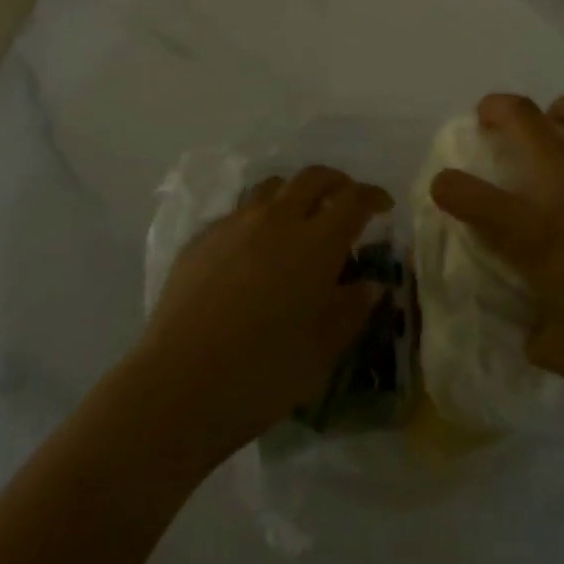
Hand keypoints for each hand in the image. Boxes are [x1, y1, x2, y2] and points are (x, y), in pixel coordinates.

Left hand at [132, 166, 389, 459]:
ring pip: (272, 187)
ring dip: (295, 193)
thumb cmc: (264, 372)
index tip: (383, 207)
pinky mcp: (202, 238)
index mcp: (316, 242)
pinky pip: (239, 213)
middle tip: (346, 202)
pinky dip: (258, 218)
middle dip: (336, 183)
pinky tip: (254, 251)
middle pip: (312, 178)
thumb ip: (351, 309)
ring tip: (299, 218)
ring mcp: (235, 224)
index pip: (353, 200)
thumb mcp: (323, 349)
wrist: (180, 385)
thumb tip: (370, 285)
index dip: (372, 197)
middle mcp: (277, 219)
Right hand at [431, 94, 563, 415]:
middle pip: (524, 117)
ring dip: (556, 111)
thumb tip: (527, 313)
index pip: (472, 196)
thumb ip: (529, 323)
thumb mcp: (555, 349)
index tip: (443, 188)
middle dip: (495, 108)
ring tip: (550, 131)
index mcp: (539, 233)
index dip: (447, 187)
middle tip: (489, 119)